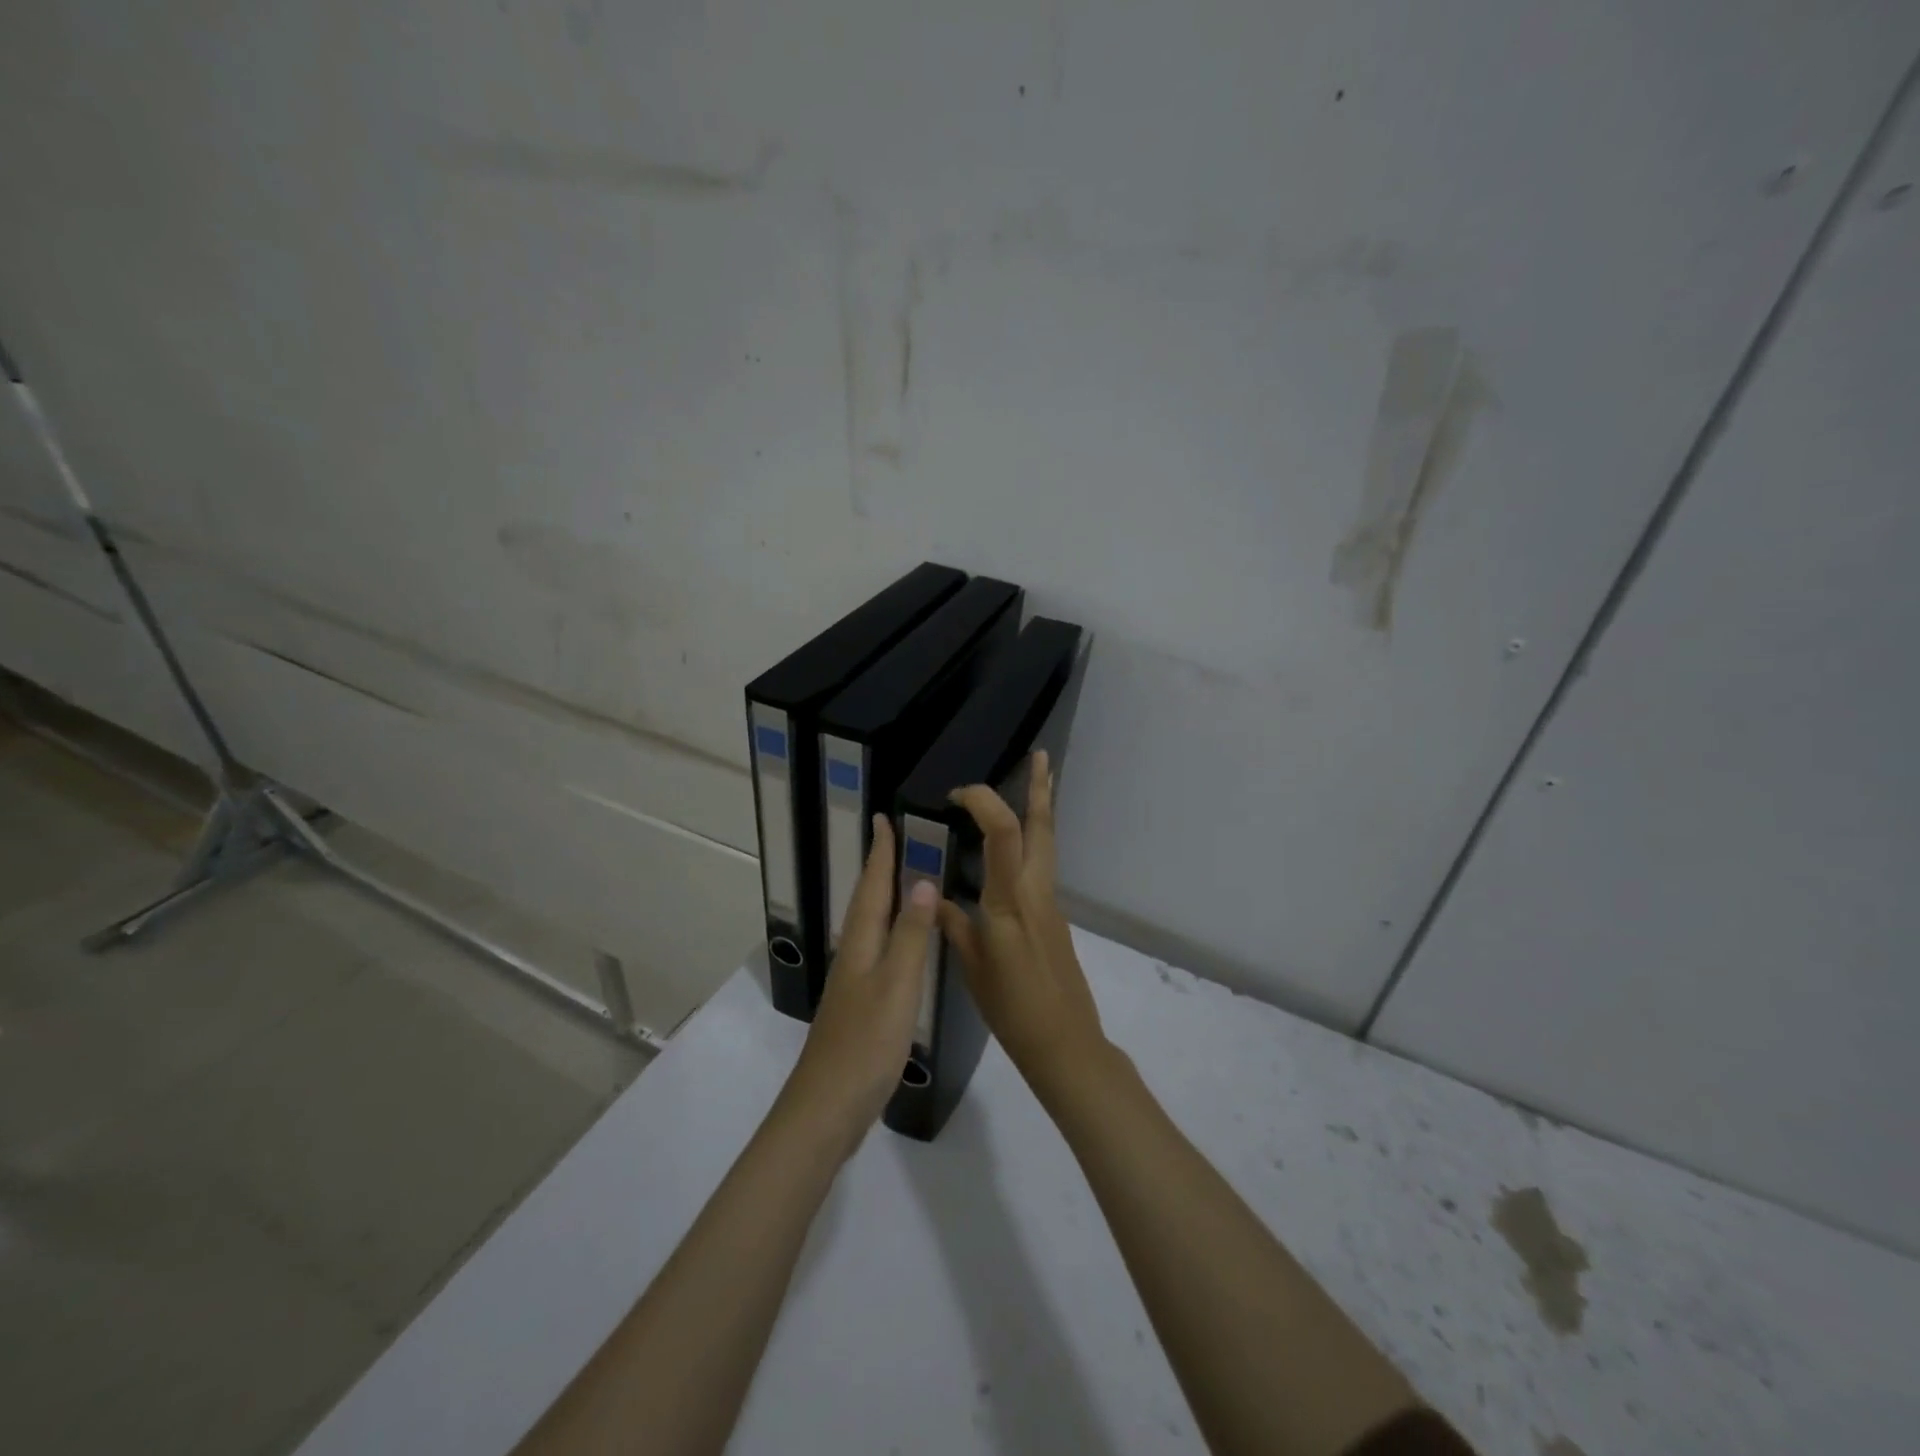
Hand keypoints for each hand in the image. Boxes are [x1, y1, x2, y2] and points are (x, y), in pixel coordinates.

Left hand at [781, 815, 936, 1153]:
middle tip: (894, 840)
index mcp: (861, 945)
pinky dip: (888, 933)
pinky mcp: (858, 1008)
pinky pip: (876, 953)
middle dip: (878, 869)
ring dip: (882, 898)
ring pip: (869, 927)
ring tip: (901, 880)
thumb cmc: (866, 1044)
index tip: (883, 818)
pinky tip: (899, 945)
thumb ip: (910, 935)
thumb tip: (922, 880)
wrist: (827, 1109)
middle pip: (866, 902)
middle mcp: (853, 956)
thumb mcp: (897, 985)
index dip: (880, 853)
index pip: (872, 887)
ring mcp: (853, 984)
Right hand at [939, 751, 1107, 1100]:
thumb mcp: (971, 968)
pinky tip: (1014, 850)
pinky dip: (1032, 843)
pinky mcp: (1055, 917)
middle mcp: (1036, 892)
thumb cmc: (1012, 1009)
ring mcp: (1051, 903)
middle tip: (1040, 756)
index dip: (984, 802)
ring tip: (1035, 784)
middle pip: (1042, 827)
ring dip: (1040, 810)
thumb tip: (931, 896)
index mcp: (1010, 901)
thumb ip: (953, 925)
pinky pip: (1042, 866)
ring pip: (1047, 844)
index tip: (956, 797)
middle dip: (1040, 788)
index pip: (1004, 833)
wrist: (1065, 1043)